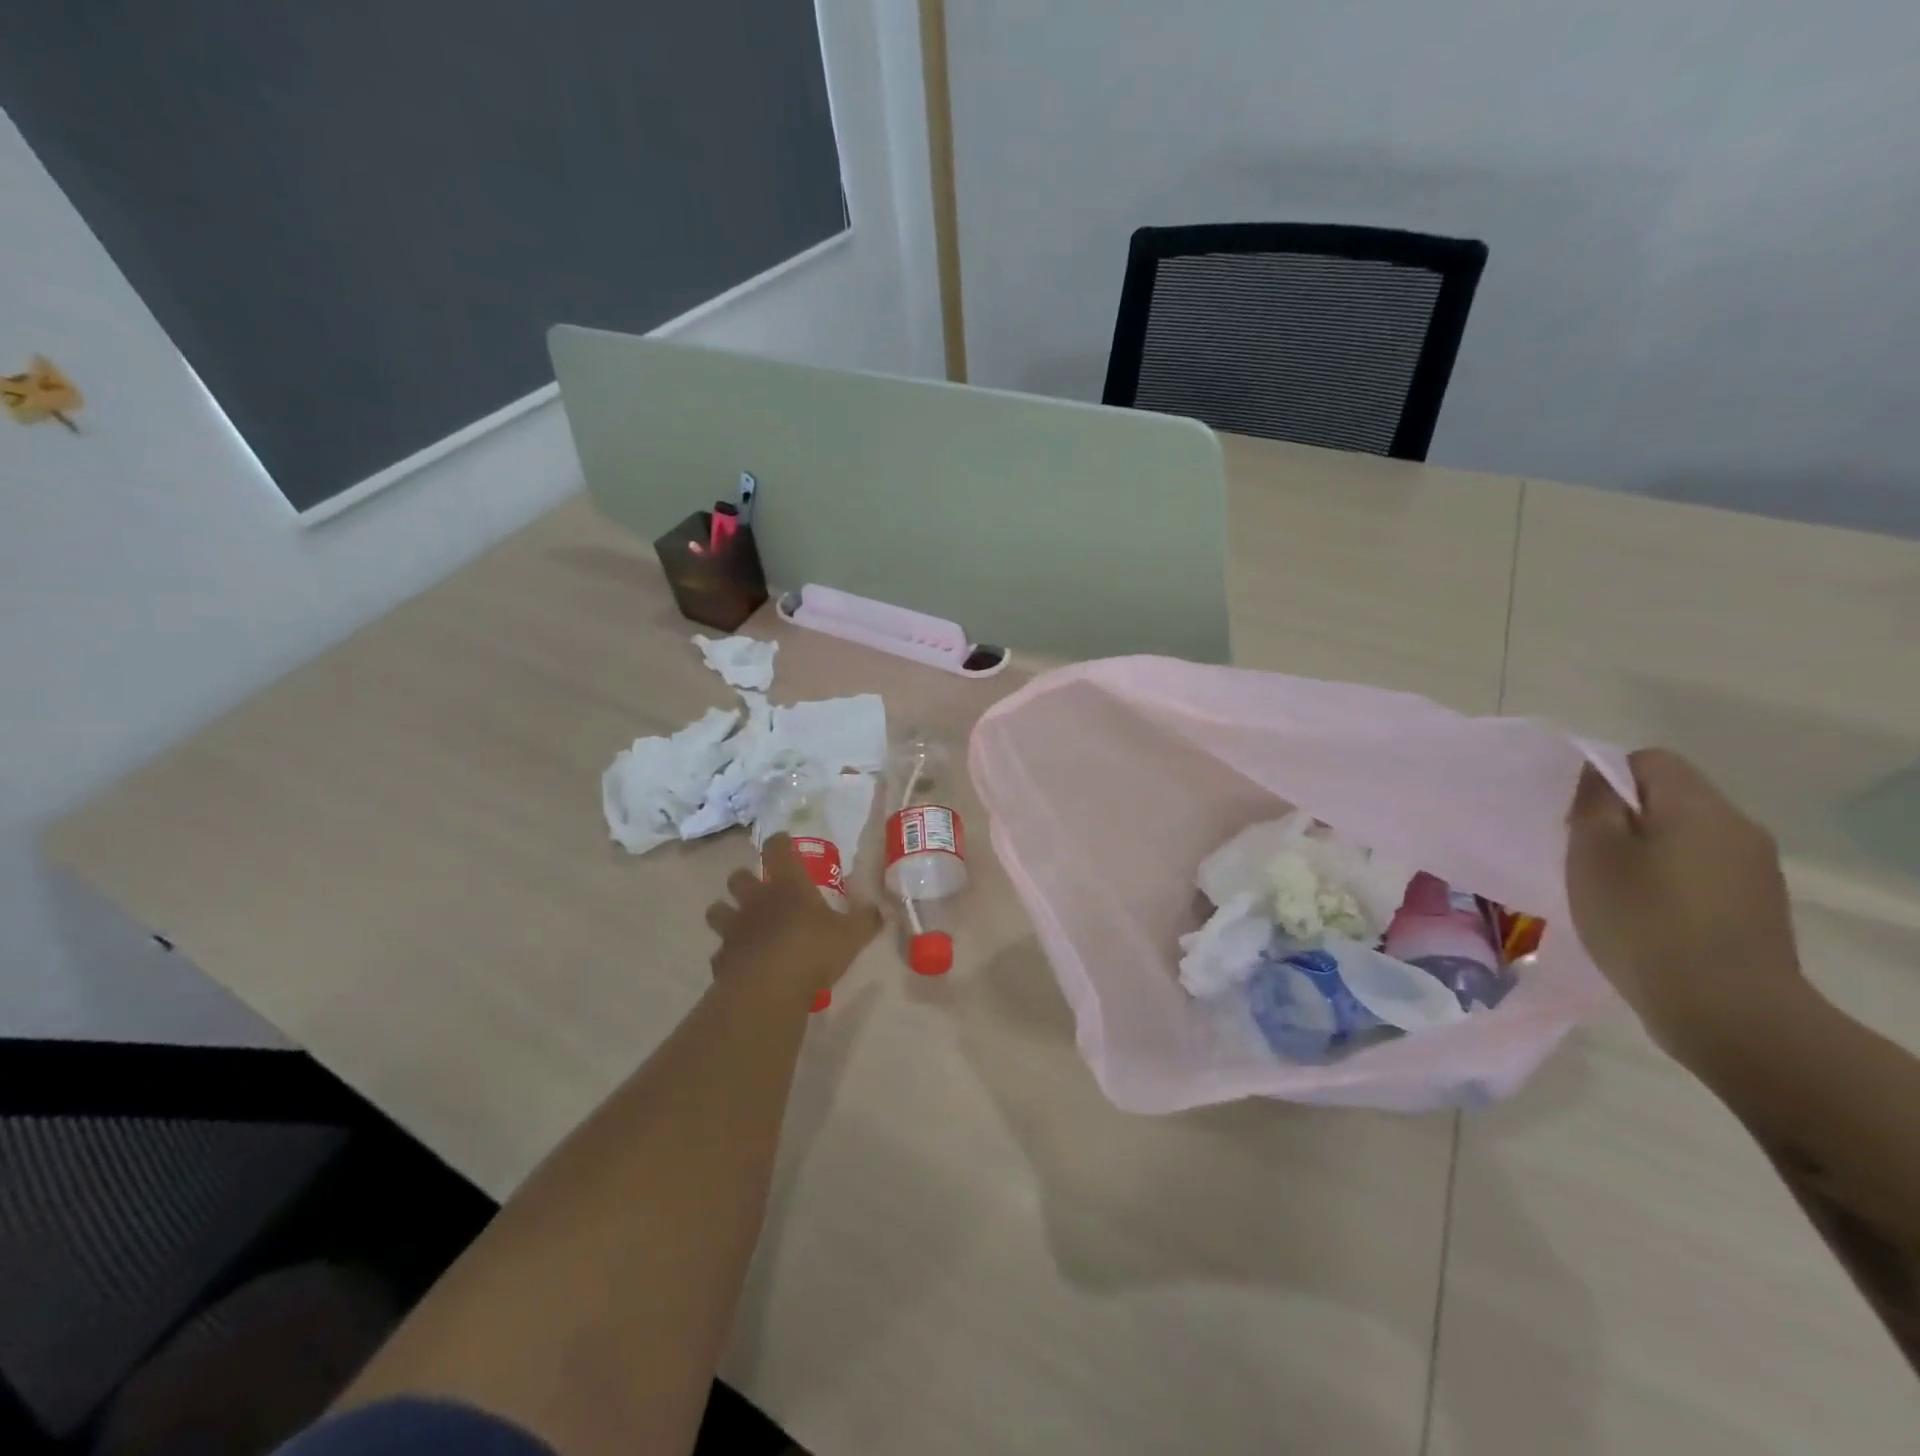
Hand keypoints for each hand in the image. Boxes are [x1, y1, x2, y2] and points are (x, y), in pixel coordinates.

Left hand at [705, 834, 882, 1001]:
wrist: (768, 989)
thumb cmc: (813, 950)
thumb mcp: (852, 935)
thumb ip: (866, 920)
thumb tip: (880, 911)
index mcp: (788, 885)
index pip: (777, 848)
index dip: (780, 842)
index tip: (784, 842)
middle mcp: (756, 900)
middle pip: (738, 877)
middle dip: (745, 879)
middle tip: (759, 888)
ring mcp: (734, 928)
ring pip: (717, 910)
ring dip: (725, 913)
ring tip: (740, 924)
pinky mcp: (721, 959)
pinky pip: (720, 952)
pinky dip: (728, 955)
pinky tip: (741, 964)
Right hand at [1566, 749, 1809, 1066]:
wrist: (1727, 1012)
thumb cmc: (1645, 920)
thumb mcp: (1595, 854)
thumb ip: (1594, 804)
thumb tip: (1598, 775)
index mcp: (1699, 807)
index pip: (1649, 760)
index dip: (1604, 776)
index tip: (1574, 814)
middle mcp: (1738, 829)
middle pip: (1669, 799)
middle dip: (1622, 818)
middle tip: (1581, 853)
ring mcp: (1754, 872)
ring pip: (1683, 839)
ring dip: (1643, 853)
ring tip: (1607, 889)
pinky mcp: (1754, 910)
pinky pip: (1700, 875)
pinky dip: (1666, 884)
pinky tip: (1641, 917)